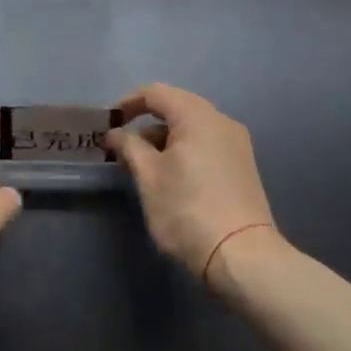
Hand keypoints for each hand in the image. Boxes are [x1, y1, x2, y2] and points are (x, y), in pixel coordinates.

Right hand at [104, 84, 276, 280]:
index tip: (108, 125)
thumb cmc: (187, 209)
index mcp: (197, 115)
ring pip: (191, 128)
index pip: (155, 93)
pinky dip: (184, 150)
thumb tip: (115, 133)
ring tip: (143, 166)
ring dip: (164, 139)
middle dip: (145, 123)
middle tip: (122, 147)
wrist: (242, 257)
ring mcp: (236, 143)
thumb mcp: (149, 176)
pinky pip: (206, 144)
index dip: (128, 103)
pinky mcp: (242, 166)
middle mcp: (220, 120)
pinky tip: (171, 176)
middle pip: (175, 107)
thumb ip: (129, 147)